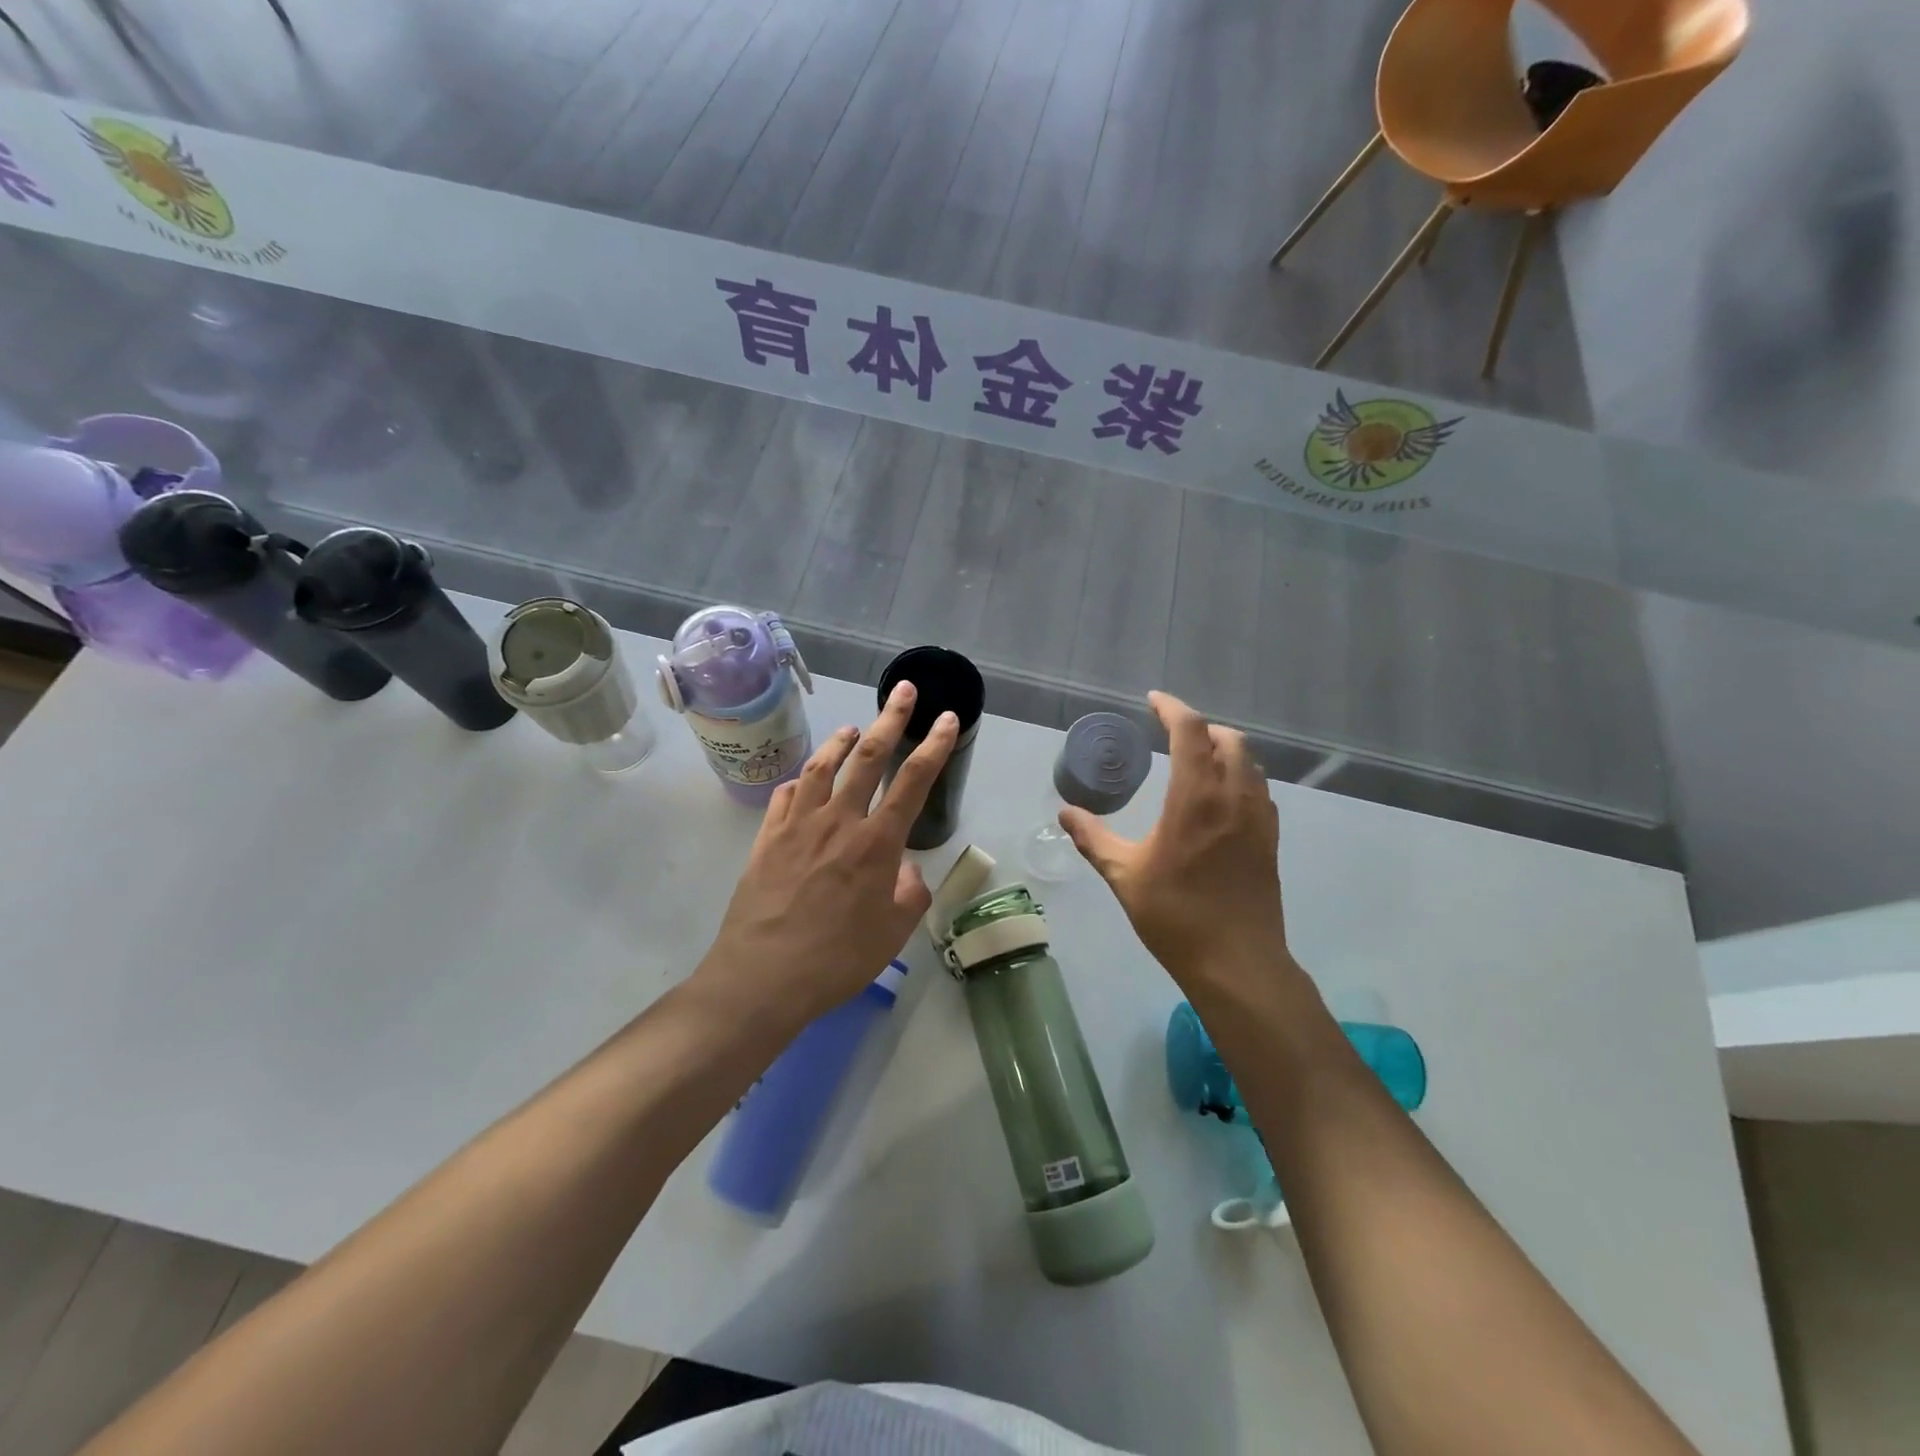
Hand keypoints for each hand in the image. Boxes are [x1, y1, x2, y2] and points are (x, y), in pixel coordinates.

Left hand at [695, 682, 958, 1029]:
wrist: (762, 976)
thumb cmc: (837, 959)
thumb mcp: (893, 934)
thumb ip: (910, 894)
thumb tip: (907, 870)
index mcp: (876, 843)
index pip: (913, 781)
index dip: (934, 746)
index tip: (945, 719)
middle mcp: (838, 821)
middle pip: (868, 757)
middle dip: (891, 719)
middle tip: (905, 691)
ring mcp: (797, 825)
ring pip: (822, 766)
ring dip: (841, 741)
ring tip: (853, 728)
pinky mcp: (766, 838)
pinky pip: (785, 796)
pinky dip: (800, 781)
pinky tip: (803, 781)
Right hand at [1060, 692, 1291, 994]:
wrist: (1236, 962)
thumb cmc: (1175, 916)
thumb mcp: (1123, 875)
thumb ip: (1093, 838)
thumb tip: (1065, 812)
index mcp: (1196, 797)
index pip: (1190, 731)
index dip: (1172, 708)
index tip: (1153, 701)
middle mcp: (1234, 796)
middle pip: (1228, 738)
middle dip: (1200, 727)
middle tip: (1172, 734)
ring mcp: (1258, 817)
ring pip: (1250, 762)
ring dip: (1224, 750)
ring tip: (1196, 761)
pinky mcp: (1270, 839)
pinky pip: (1259, 789)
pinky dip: (1240, 776)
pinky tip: (1220, 798)